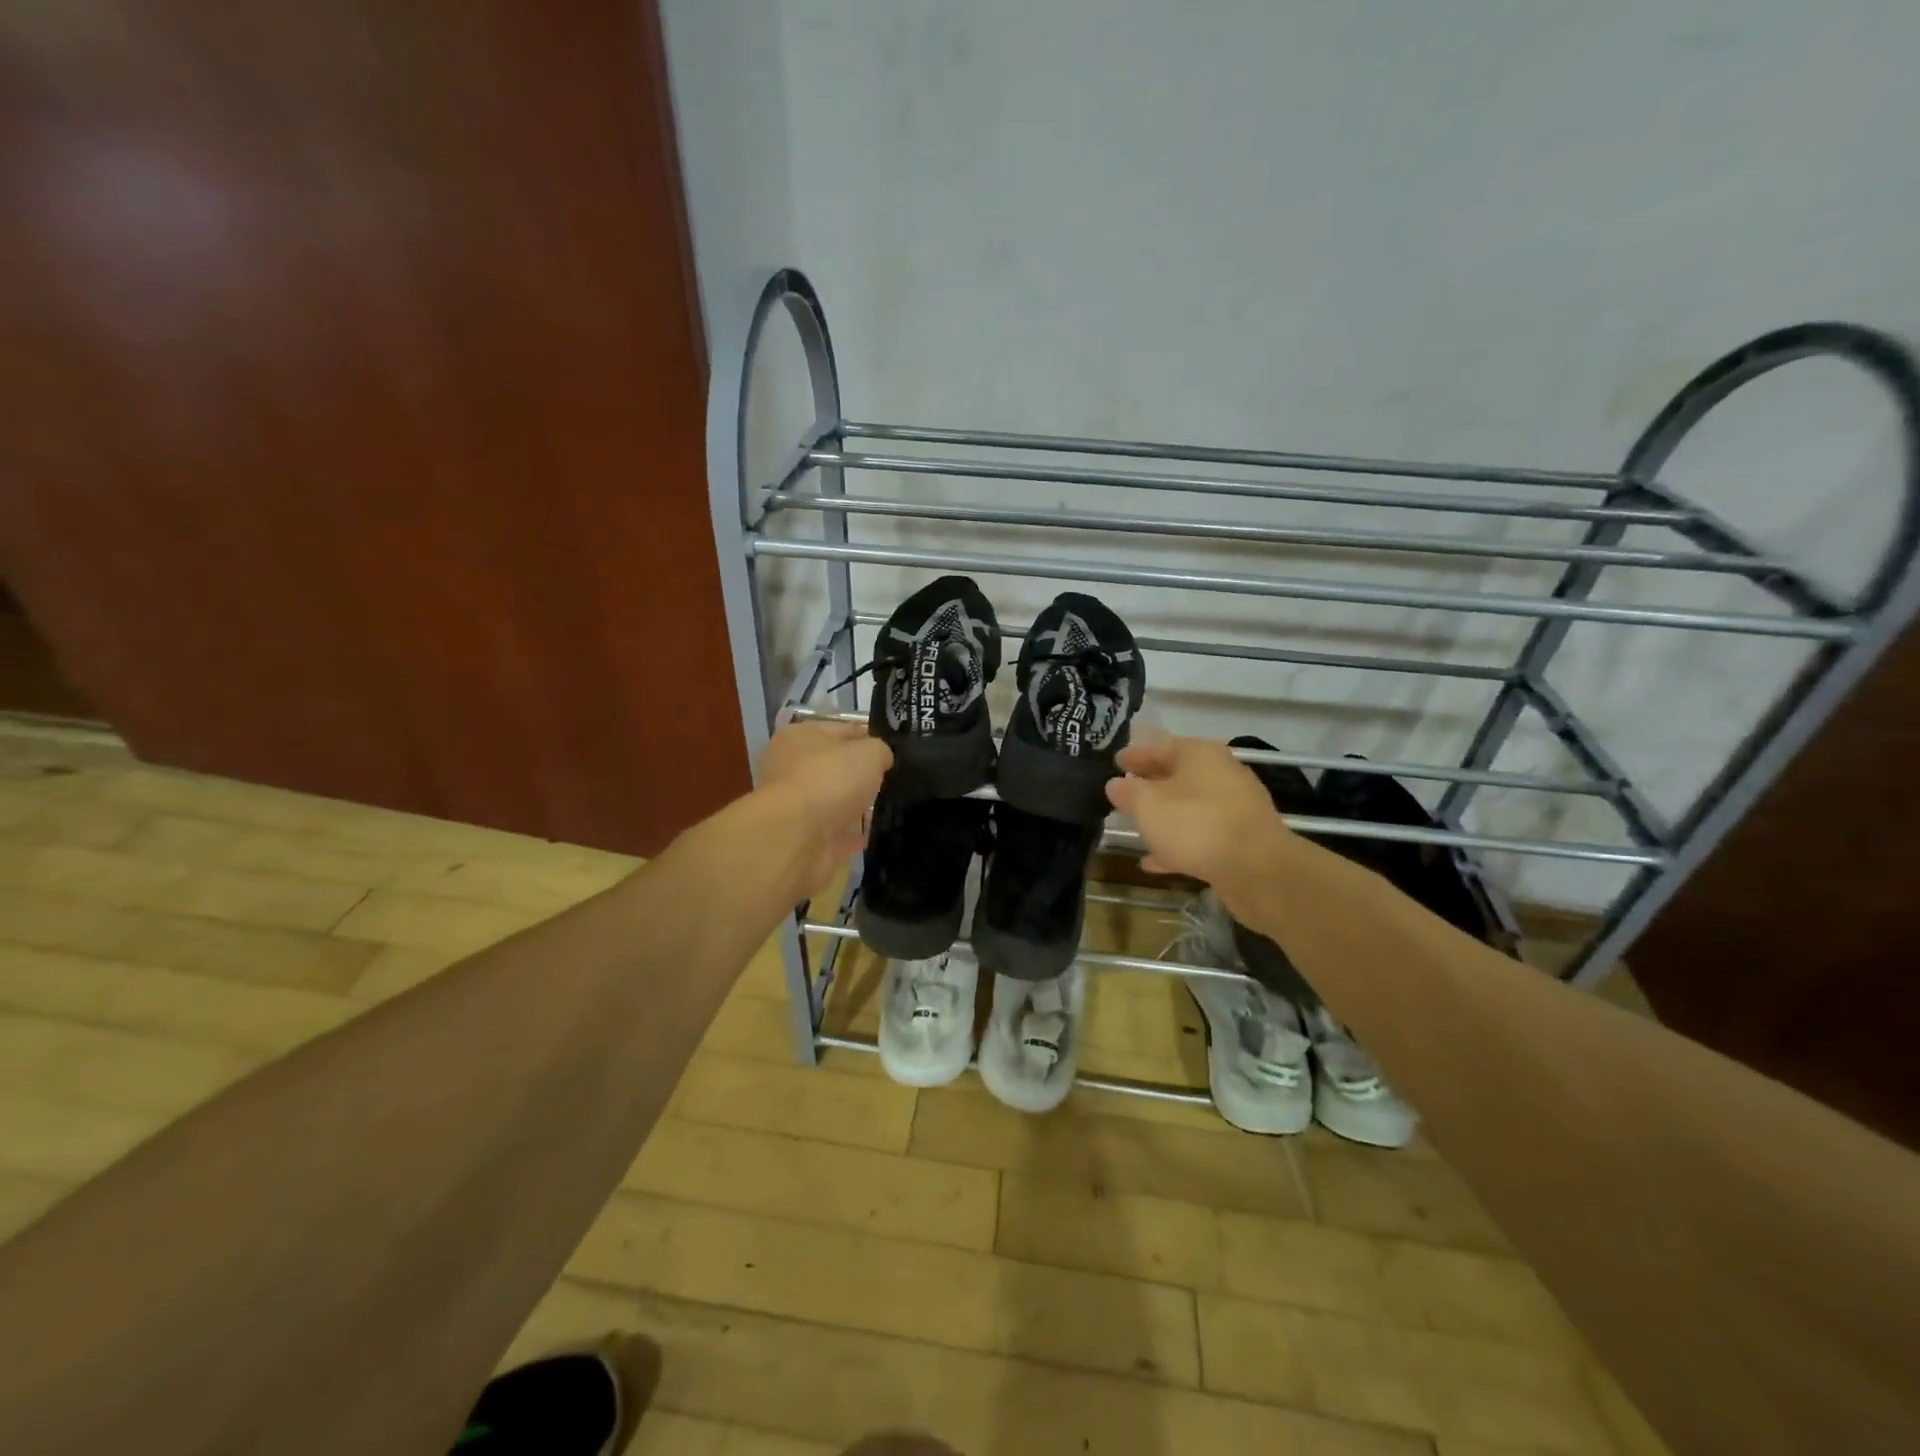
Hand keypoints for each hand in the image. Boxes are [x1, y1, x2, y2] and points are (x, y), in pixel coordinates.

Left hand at [757, 720, 892, 894]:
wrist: (799, 837)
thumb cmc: (830, 779)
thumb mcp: (869, 752)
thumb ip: (880, 751)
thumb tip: (881, 760)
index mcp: (799, 736)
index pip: (841, 730)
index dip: (869, 736)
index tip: (894, 749)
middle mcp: (791, 767)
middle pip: (835, 766)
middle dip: (862, 772)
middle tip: (894, 778)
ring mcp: (796, 805)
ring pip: (835, 799)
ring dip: (857, 804)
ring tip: (890, 805)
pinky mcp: (805, 836)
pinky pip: (836, 831)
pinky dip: (854, 833)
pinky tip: (876, 831)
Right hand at [1105, 735, 1288, 893]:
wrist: (1257, 869)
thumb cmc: (1195, 824)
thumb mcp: (1147, 804)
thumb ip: (1127, 792)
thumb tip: (1116, 784)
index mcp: (1198, 754)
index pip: (1158, 747)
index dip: (1133, 756)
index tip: (1114, 763)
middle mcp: (1220, 773)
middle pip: (1176, 776)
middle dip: (1149, 786)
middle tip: (1122, 795)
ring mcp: (1233, 807)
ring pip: (1188, 807)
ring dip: (1163, 817)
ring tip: (1136, 828)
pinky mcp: (1240, 839)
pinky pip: (1200, 836)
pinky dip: (1177, 844)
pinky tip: (1154, 862)